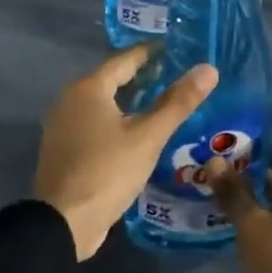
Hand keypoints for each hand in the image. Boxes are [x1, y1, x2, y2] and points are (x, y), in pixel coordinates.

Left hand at [34, 44, 217, 260]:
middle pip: (111, 79)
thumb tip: (208, 69)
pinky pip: (94, 123)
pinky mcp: (64, 149)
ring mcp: (63, 126)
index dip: (151, 53)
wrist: (63, 223)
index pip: (125, 59)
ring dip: (129, 101)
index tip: (176, 49)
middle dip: (142, 77)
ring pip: (102, 103)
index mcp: (88, 88)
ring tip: (162, 103)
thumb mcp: (148, 136)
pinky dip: (116, 121)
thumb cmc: (107, 171)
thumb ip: (177, 102)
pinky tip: (137, 133)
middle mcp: (70, 99)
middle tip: (175, 76)